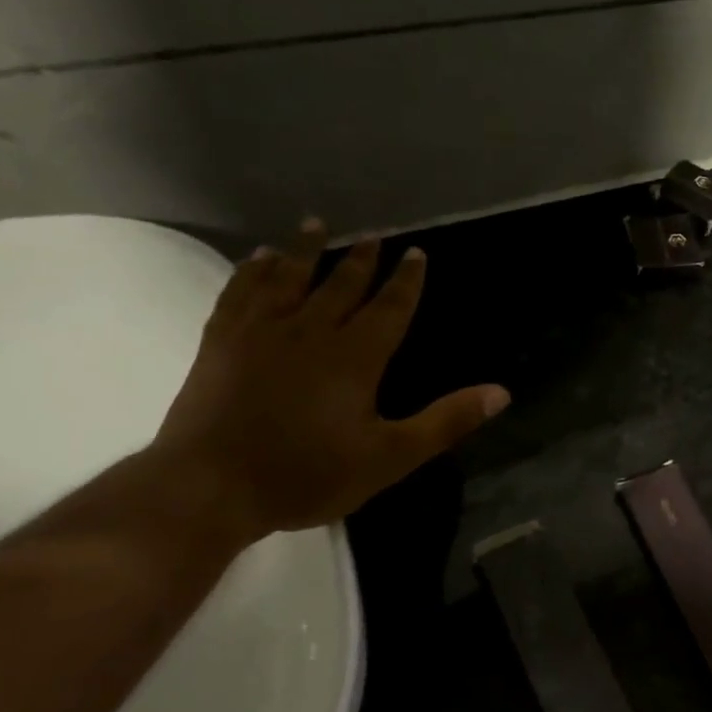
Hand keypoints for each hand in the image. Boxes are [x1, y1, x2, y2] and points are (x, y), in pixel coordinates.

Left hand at [154, 219, 509, 539]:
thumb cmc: (308, 474)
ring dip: (305, 250)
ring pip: (288, 278)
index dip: (407, 281)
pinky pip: (240, 293)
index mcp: (356, 356)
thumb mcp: (391, 456)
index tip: (417, 253)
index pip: (390, 307)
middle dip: (361, 259)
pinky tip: (258, 259)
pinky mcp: (221, 342)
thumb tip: (501, 393)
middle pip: (341, 285)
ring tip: (316, 224)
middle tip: (373, 235)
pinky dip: (251, 272)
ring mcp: (261, 333)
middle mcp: (311, 331)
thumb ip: (446, 421)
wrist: (209, 487)